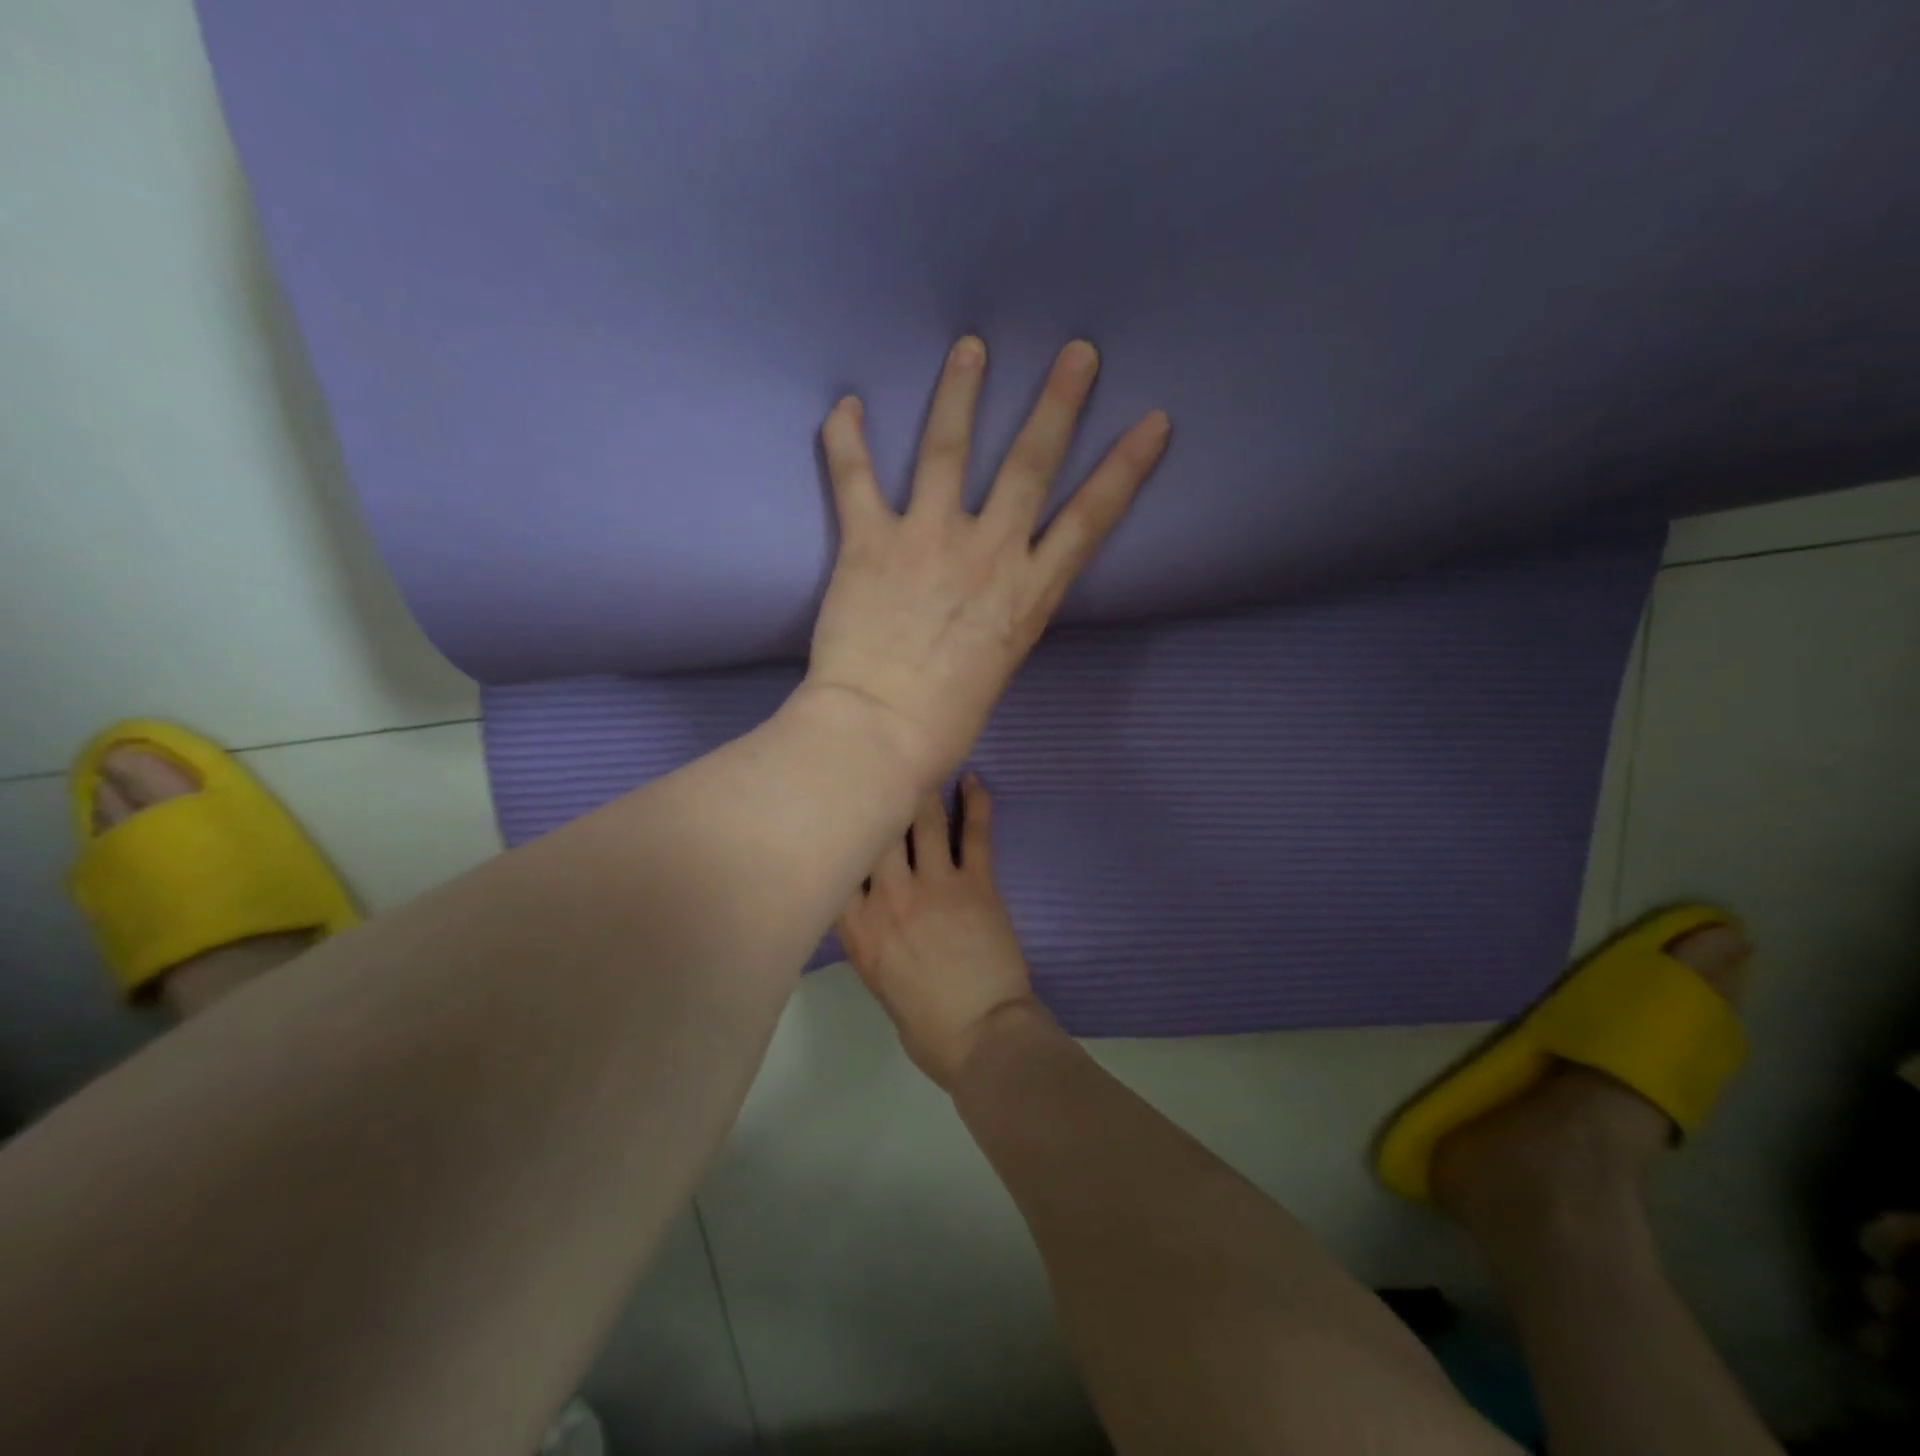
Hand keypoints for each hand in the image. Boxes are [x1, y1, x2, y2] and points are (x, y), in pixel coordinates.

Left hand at [805, 337, 1169, 788]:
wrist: (882, 731)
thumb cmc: (946, 720)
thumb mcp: (998, 666)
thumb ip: (1001, 618)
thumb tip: (989, 602)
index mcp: (1028, 593)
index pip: (1091, 519)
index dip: (1125, 468)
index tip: (1153, 420)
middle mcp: (988, 552)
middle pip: (1030, 464)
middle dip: (1057, 404)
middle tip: (1076, 352)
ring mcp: (928, 539)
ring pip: (948, 451)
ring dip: (960, 394)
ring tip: (970, 347)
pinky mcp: (871, 542)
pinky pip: (856, 479)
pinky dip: (846, 440)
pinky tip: (846, 405)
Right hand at [837, 775, 1049, 1087]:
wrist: (983, 1037)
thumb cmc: (925, 1023)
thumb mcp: (876, 980)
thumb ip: (865, 935)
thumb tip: (864, 903)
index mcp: (858, 927)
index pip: (835, 865)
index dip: (834, 830)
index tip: (832, 804)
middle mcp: (889, 896)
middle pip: (874, 830)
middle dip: (871, 794)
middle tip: (871, 763)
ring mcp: (935, 885)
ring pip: (920, 819)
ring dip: (919, 788)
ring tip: (917, 760)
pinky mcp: (976, 883)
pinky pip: (974, 832)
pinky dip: (975, 801)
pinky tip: (971, 778)